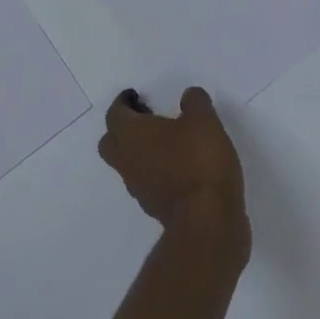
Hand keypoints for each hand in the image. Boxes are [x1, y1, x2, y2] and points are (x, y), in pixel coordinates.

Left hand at [99, 87, 249, 259]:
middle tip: (146, 118)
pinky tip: (180, 167)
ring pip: (128, 164)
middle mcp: (127, 162)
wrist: (208, 223)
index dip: (123, 102)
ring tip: (168, 141)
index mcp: (130, 135)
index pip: (114, 114)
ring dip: (140, 152)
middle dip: (123, 128)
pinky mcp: (155, 209)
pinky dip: (156, 171)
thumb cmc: (198, 162)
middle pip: (111, 142)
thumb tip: (189, 96)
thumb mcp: (203, 120)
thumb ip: (194, 102)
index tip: (136, 95)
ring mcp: (139, 189)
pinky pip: (147, 183)